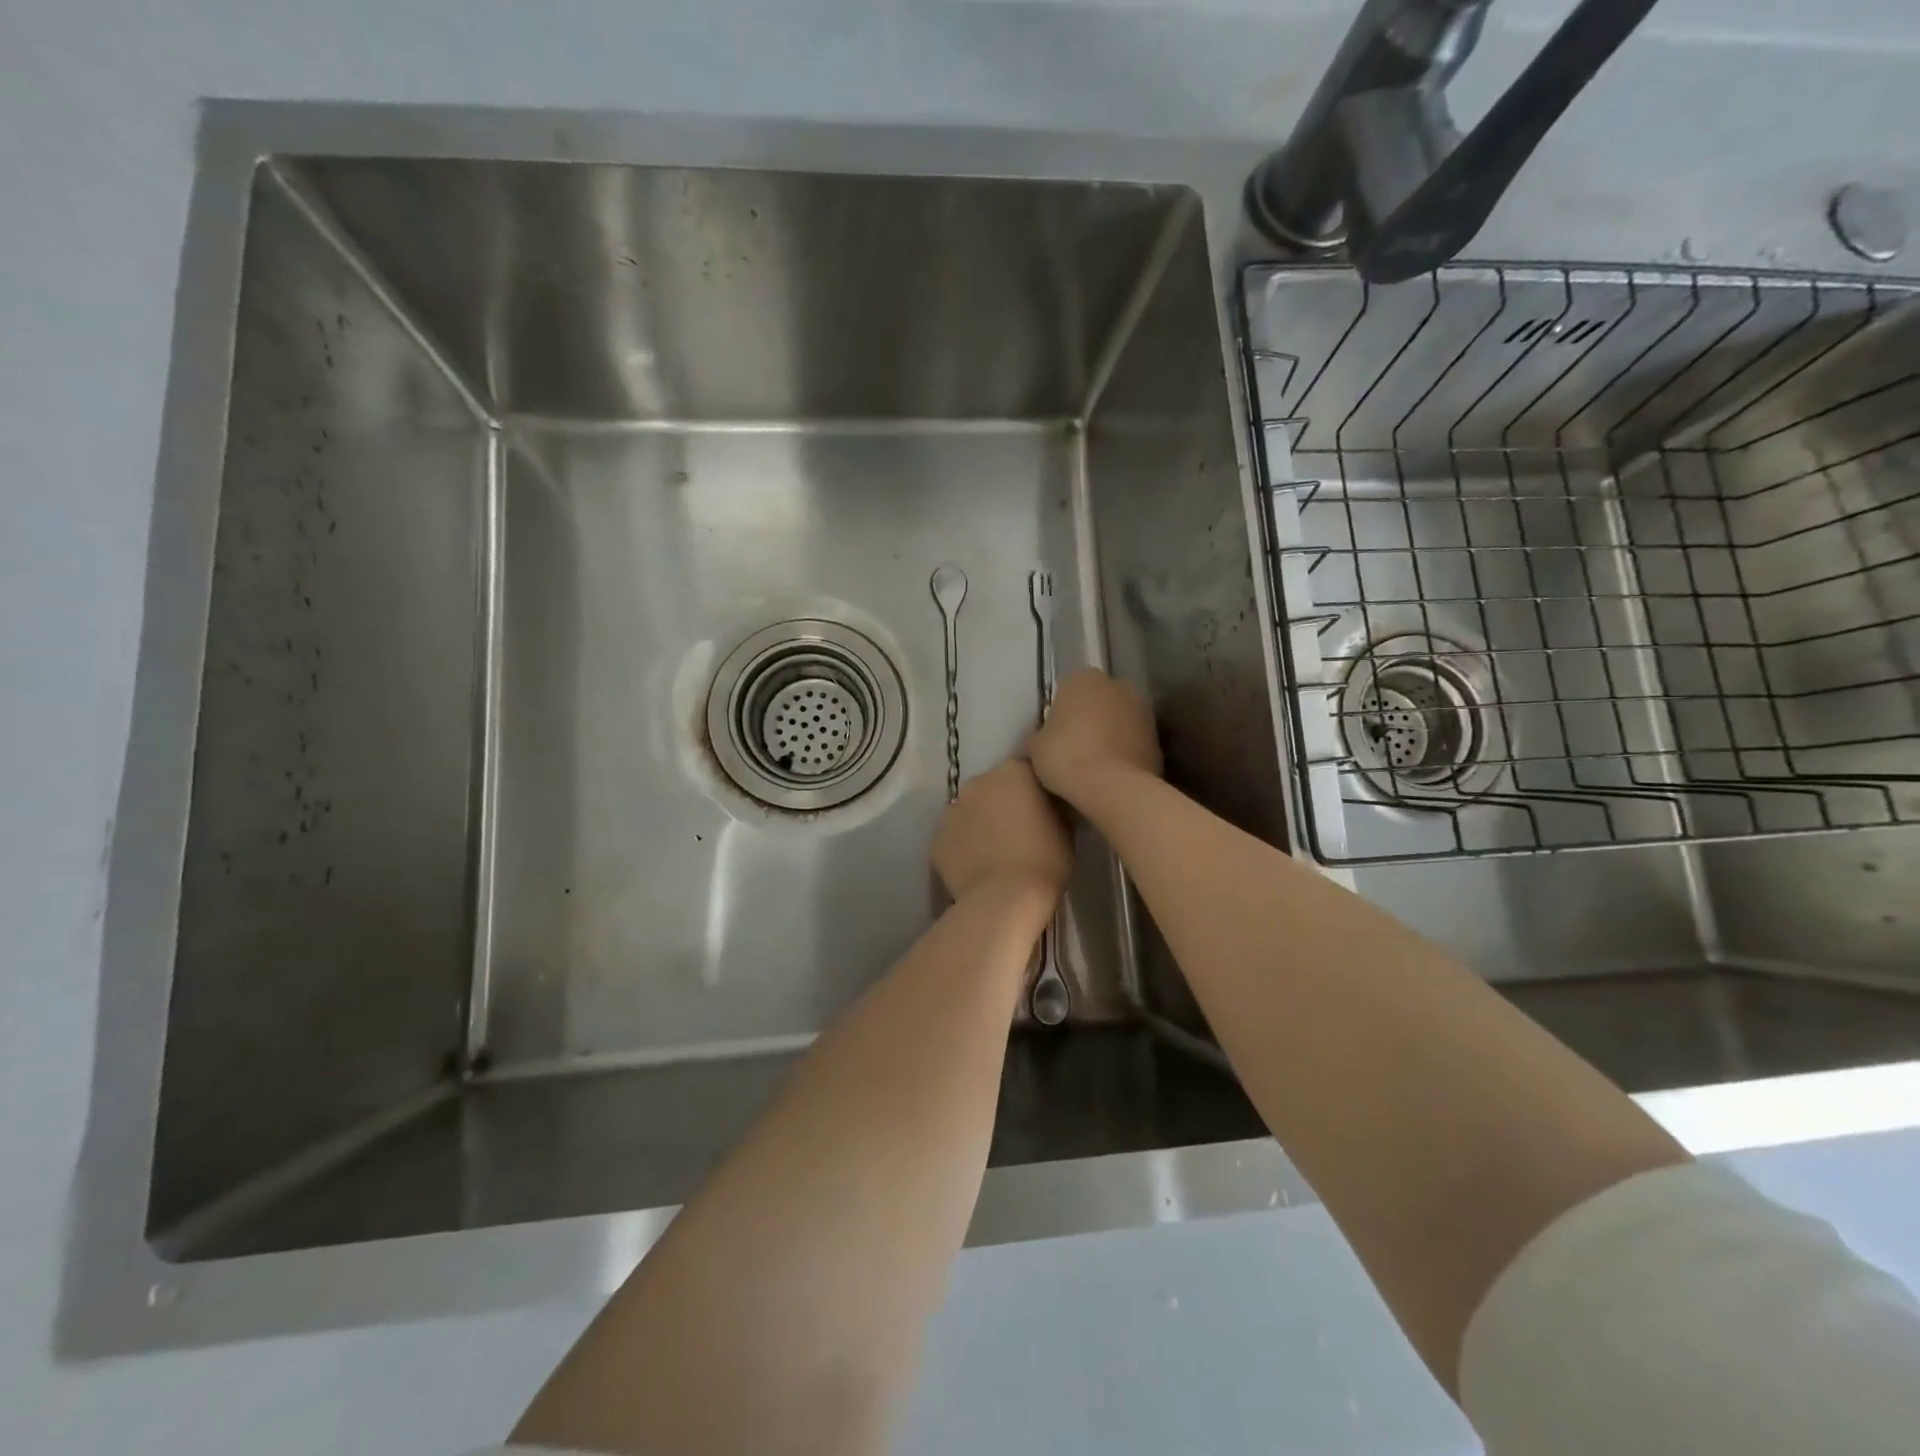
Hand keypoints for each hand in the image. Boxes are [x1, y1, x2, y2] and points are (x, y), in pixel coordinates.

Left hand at [932, 760, 1072, 902]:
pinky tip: (978, 868)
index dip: (1035, 790)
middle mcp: (978, 782)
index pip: (1026, 770)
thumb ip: (1053, 805)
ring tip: (997, 852)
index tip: (1044, 809)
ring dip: (981, 824)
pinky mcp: (936, 839)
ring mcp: (952, 810)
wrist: (1005, 899)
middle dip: (1004, 803)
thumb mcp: (1066, 826)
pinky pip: (954, 838)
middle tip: (1020, 831)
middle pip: (993, 787)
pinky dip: (964, 847)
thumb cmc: (1045, 860)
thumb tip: (1047, 803)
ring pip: (970, 812)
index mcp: (1013, 771)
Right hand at [1026, 668, 1161, 809]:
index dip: (1061, 713)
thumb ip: (1039, 735)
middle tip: (1074, 748)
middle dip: (1090, 719)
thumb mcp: (1034, 747)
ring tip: (1094, 764)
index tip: (1054, 735)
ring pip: (1119, 720)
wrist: (1111, 787)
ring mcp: (1143, 711)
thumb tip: (1042, 739)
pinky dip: (1126, 752)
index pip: (1068, 689)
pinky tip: (1112, 774)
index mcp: (1083, 679)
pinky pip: (1134, 742)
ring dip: (1110, 735)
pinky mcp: (1159, 738)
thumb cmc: (1065, 757)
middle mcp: (1117, 686)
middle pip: (1098, 701)